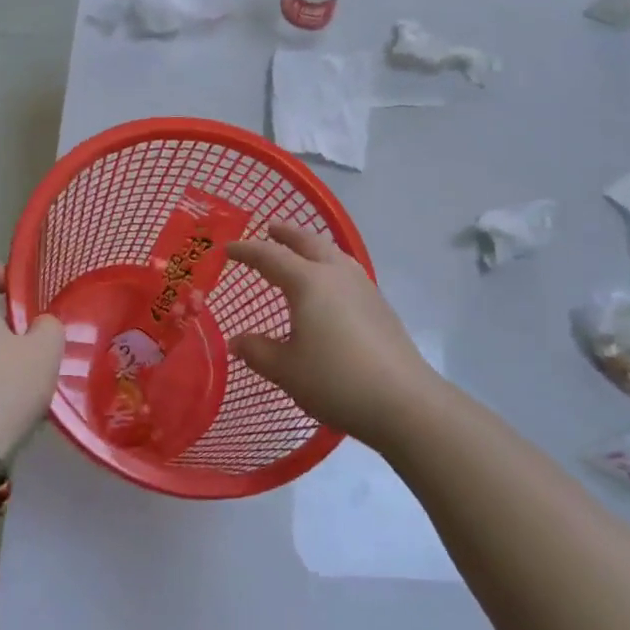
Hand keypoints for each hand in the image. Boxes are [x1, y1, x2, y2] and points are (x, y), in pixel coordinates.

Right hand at [226, 224, 446, 447]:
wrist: (402, 400)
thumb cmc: (335, 380)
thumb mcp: (286, 370)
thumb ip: (258, 351)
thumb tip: (237, 341)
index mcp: (308, 282)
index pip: (270, 256)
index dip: (247, 251)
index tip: (227, 249)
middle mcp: (337, 274)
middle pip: (308, 242)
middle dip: (287, 234)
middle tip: (270, 228)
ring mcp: (363, 287)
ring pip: (333, 253)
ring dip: (312, 246)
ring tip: (300, 251)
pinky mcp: (380, 305)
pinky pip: (347, 271)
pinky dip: (329, 265)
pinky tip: (329, 287)